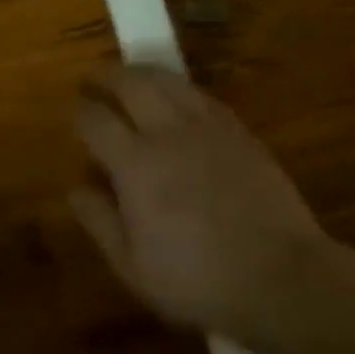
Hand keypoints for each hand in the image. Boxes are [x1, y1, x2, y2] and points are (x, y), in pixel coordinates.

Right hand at [70, 66, 335, 348]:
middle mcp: (166, 131)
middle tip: (94, 78)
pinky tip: (176, 95)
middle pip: (129, 83)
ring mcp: (205, 125)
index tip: (75, 114)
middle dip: (106, 75)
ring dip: (141, 72)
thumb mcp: (135, 268)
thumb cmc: (199, 281)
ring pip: (166, 79)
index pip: (96, 120)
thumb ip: (100, 223)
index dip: (80, 113)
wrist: (280, 277)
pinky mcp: (236, 128)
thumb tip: (74, 188)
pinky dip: (178, 87)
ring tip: (130, 75)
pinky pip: (200, 93)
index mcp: (135, 164)